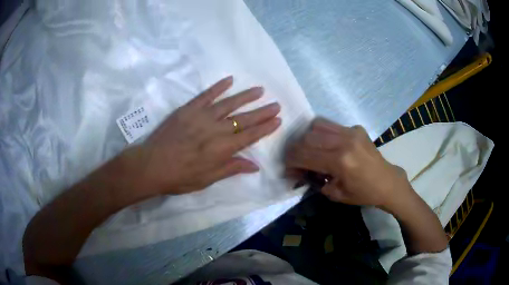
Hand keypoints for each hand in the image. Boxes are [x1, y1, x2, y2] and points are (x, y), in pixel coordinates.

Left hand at [133, 76, 280, 194]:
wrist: (152, 165)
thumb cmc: (180, 177)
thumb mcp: (208, 179)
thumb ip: (231, 169)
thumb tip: (255, 166)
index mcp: (222, 149)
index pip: (250, 136)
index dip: (265, 128)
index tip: (277, 120)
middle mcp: (216, 130)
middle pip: (244, 119)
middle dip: (262, 112)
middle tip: (276, 104)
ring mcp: (202, 116)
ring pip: (229, 103)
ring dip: (246, 96)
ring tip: (260, 90)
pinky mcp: (188, 109)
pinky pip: (206, 95)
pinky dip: (218, 87)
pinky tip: (229, 80)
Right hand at [285, 118, 410, 208]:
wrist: (387, 182)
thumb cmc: (363, 193)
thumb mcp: (336, 194)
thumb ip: (315, 181)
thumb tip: (300, 172)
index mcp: (340, 161)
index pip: (305, 154)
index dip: (291, 161)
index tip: (288, 169)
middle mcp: (345, 141)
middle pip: (307, 137)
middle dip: (295, 149)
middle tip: (296, 161)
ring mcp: (351, 131)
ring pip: (317, 125)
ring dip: (307, 138)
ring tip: (309, 151)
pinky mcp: (355, 128)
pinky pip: (331, 125)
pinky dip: (321, 133)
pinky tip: (326, 145)